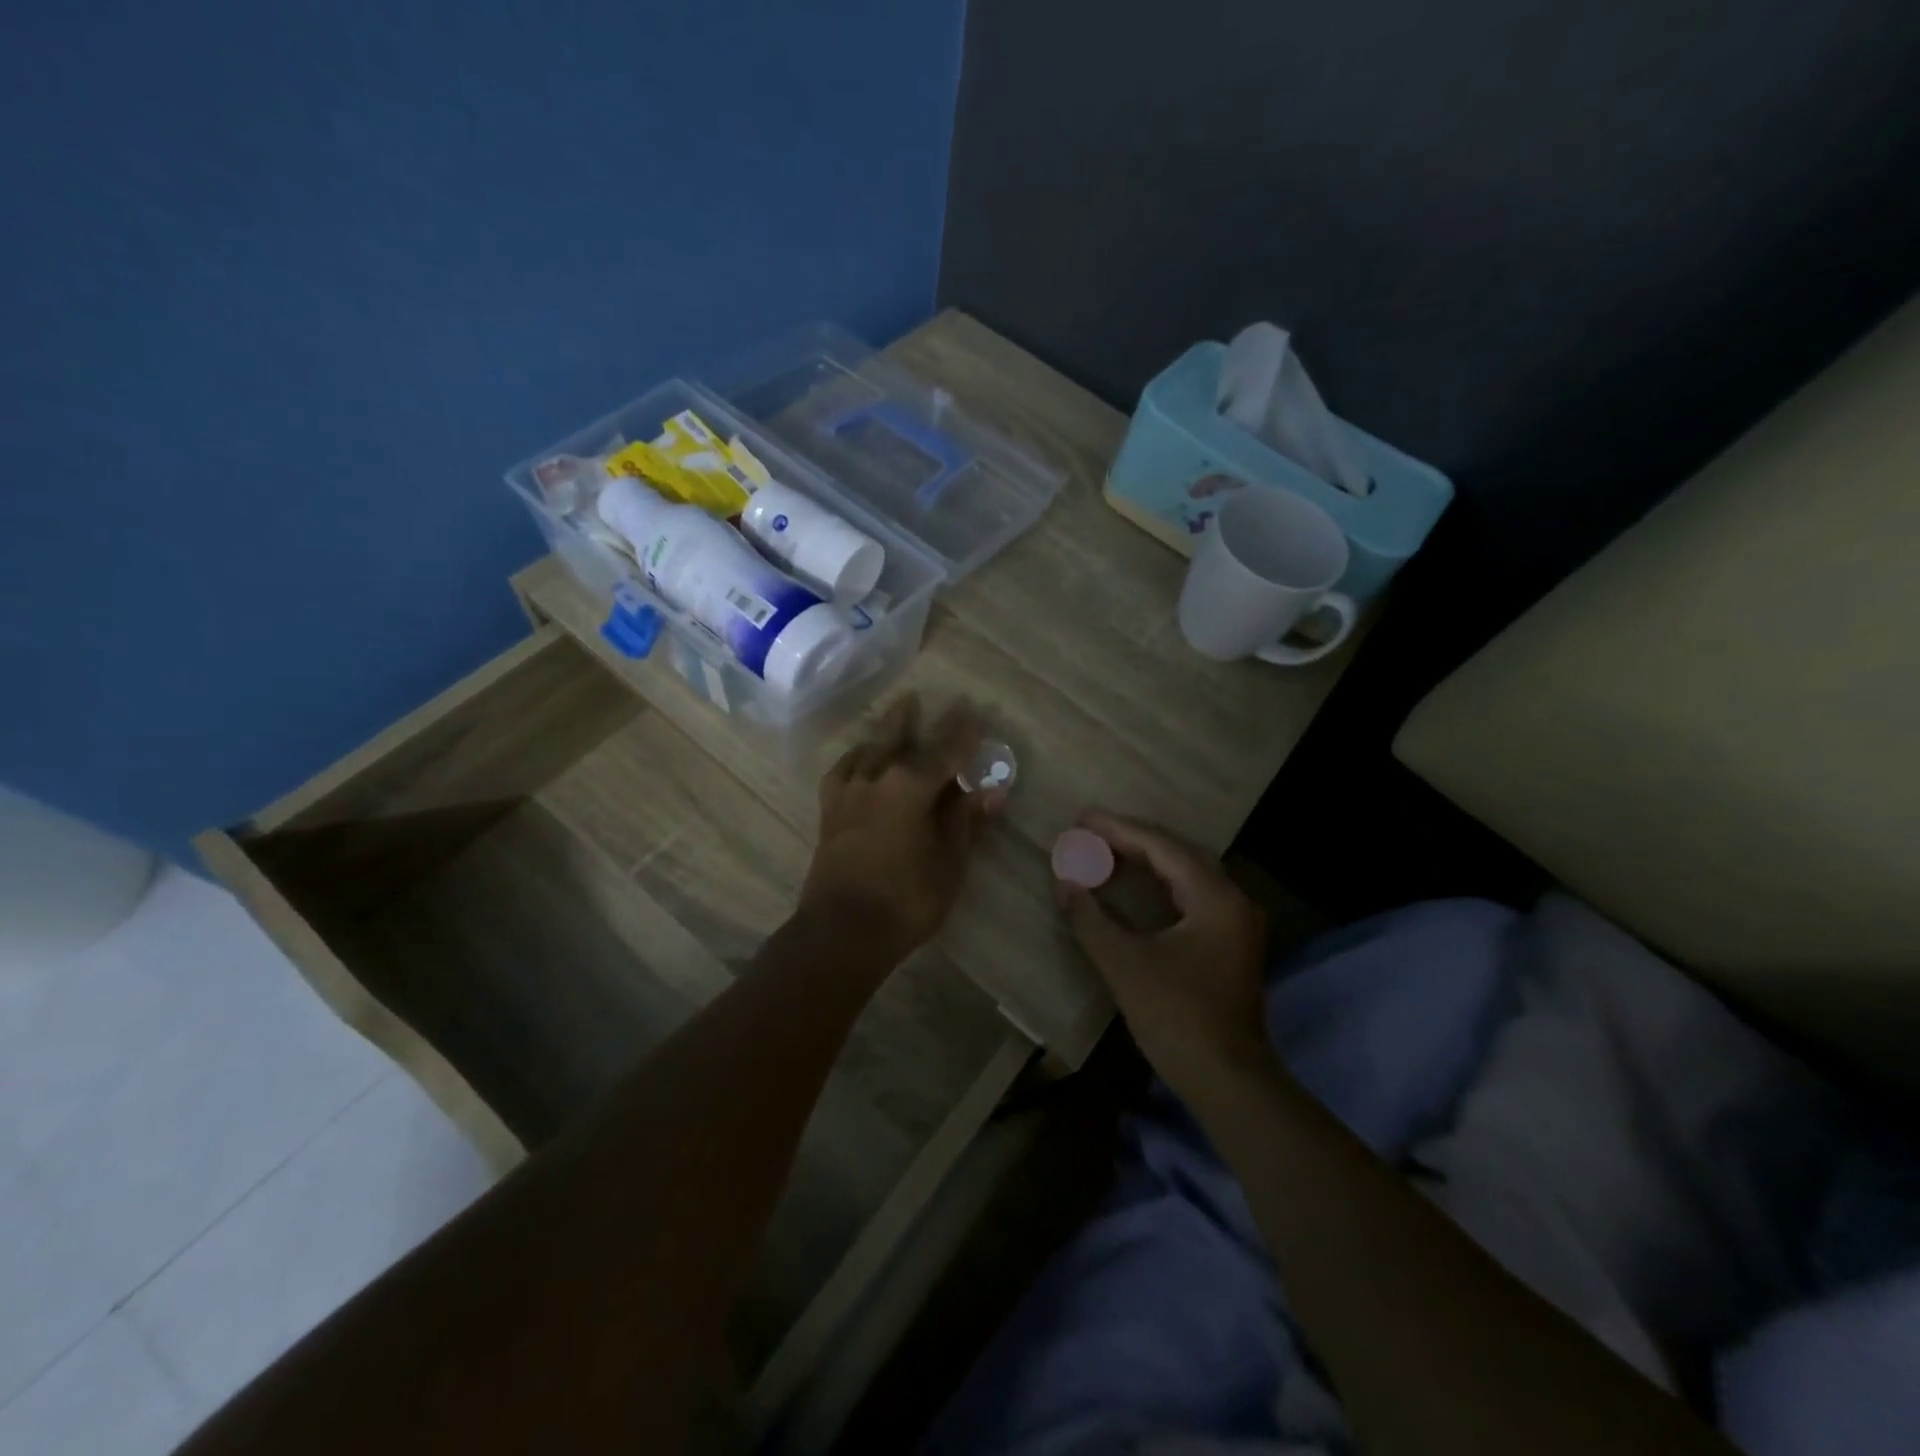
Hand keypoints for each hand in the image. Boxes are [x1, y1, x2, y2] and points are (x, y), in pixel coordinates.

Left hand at [799, 695, 1001, 957]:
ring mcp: (848, 794)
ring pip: (868, 750)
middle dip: (916, 718)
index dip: (962, 732)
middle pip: (899, 738)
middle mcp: (876, 779)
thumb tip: (988, 791)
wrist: (842, 932)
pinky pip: (841, 773)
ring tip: (896, 714)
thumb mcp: (949, 862)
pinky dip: (854, 759)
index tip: (974, 711)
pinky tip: (860, 759)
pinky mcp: (829, 812)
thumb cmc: (906, 900)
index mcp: (910, 787)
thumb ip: (965, 821)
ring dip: (885, 731)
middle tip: (927, 698)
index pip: (945, 750)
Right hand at [1056, 812, 1273, 1100]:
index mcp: (1215, 897)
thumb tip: (1063, 882)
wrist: (1229, 1080)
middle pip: (1179, 854)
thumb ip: (1090, 918)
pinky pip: (1194, 895)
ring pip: (1188, 874)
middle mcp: (1233, 900)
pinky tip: (1138, 886)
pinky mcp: (1231, 943)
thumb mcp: (1124, 964)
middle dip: (1133, 840)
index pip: (1162, 848)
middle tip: (1091, 832)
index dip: (1120, 830)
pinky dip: (1162, 884)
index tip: (1083, 818)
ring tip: (1107, 851)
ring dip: (1148, 861)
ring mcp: (1237, 923)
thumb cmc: (1176, 1017)